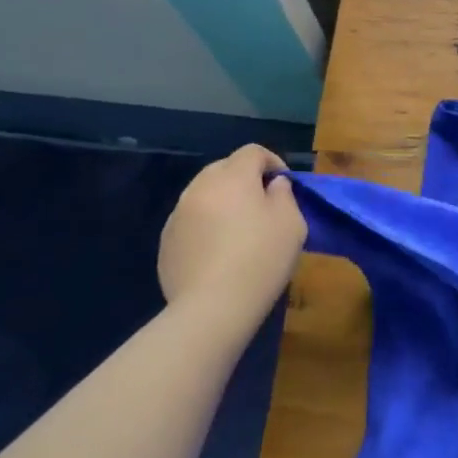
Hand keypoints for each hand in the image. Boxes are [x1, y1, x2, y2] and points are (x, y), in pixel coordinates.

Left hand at [158, 146, 305, 311]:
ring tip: (239, 229)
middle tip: (262, 204)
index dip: (272, 161)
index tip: (284, 184)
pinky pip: (191, 220)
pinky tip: (219, 252)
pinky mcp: (166, 241)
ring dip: (223, 201)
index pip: (252, 152)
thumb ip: (284, 195)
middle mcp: (200, 187)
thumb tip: (273, 185)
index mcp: (233, 177)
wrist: (213, 306)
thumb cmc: (261, 258)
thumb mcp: (291, 223)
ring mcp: (178, 214)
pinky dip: (206, 225)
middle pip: (224, 168)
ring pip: (204, 194)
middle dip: (244, 179)